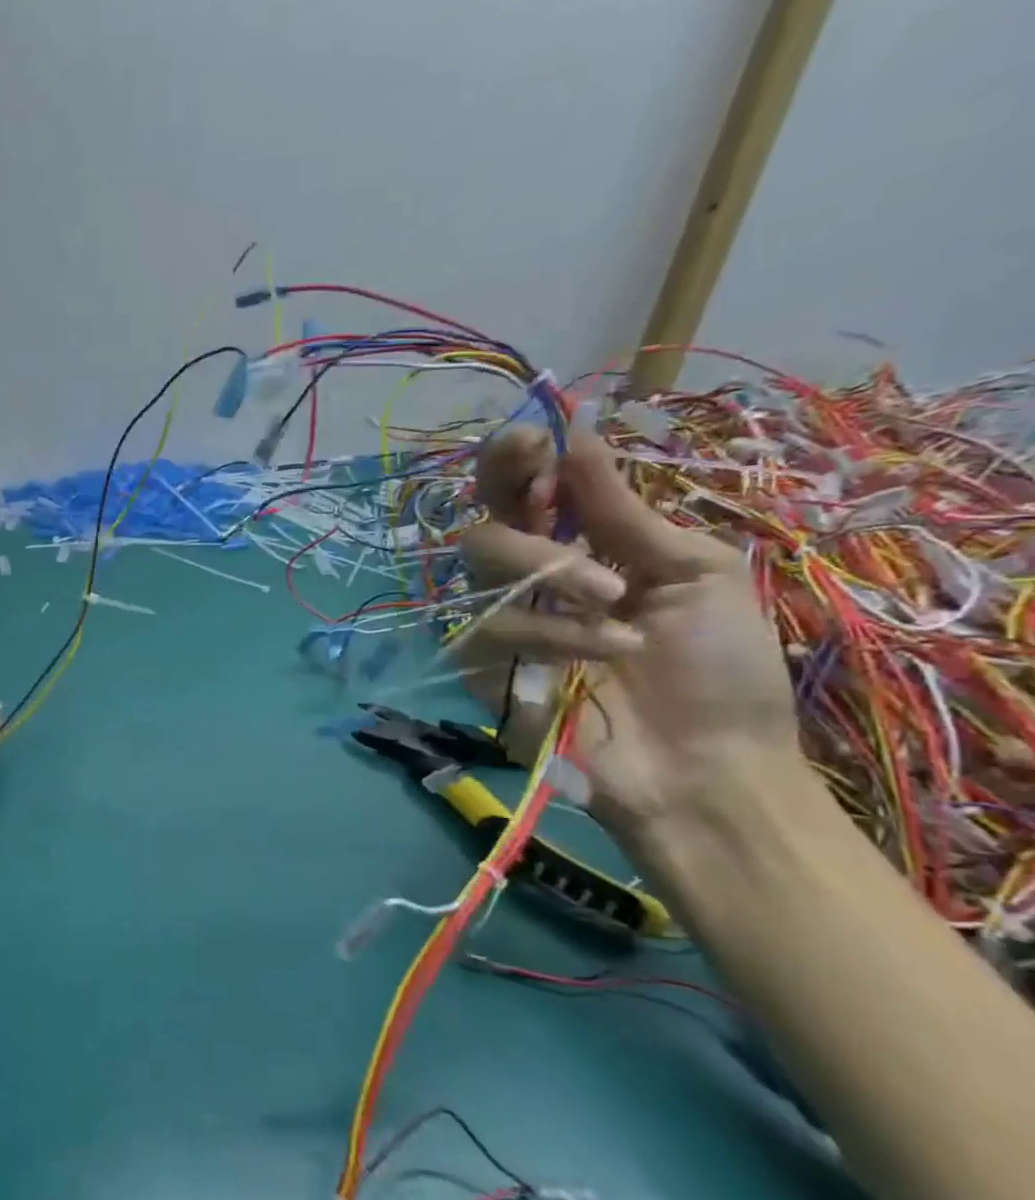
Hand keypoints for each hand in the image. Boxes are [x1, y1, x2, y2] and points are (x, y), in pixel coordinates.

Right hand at [456, 427, 799, 839]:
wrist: (708, 768)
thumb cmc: (720, 668)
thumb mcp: (692, 571)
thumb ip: (623, 509)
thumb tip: (577, 432)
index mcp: (584, 544)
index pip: (525, 487)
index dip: (516, 457)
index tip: (532, 441)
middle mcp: (533, 576)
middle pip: (487, 515)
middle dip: (516, 500)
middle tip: (554, 510)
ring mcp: (502, 619)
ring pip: (480, 561)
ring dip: (551, 572)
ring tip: (615, 606)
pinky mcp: (482, 664)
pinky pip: (488, 624)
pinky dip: (552, 632)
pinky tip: (603, 654)